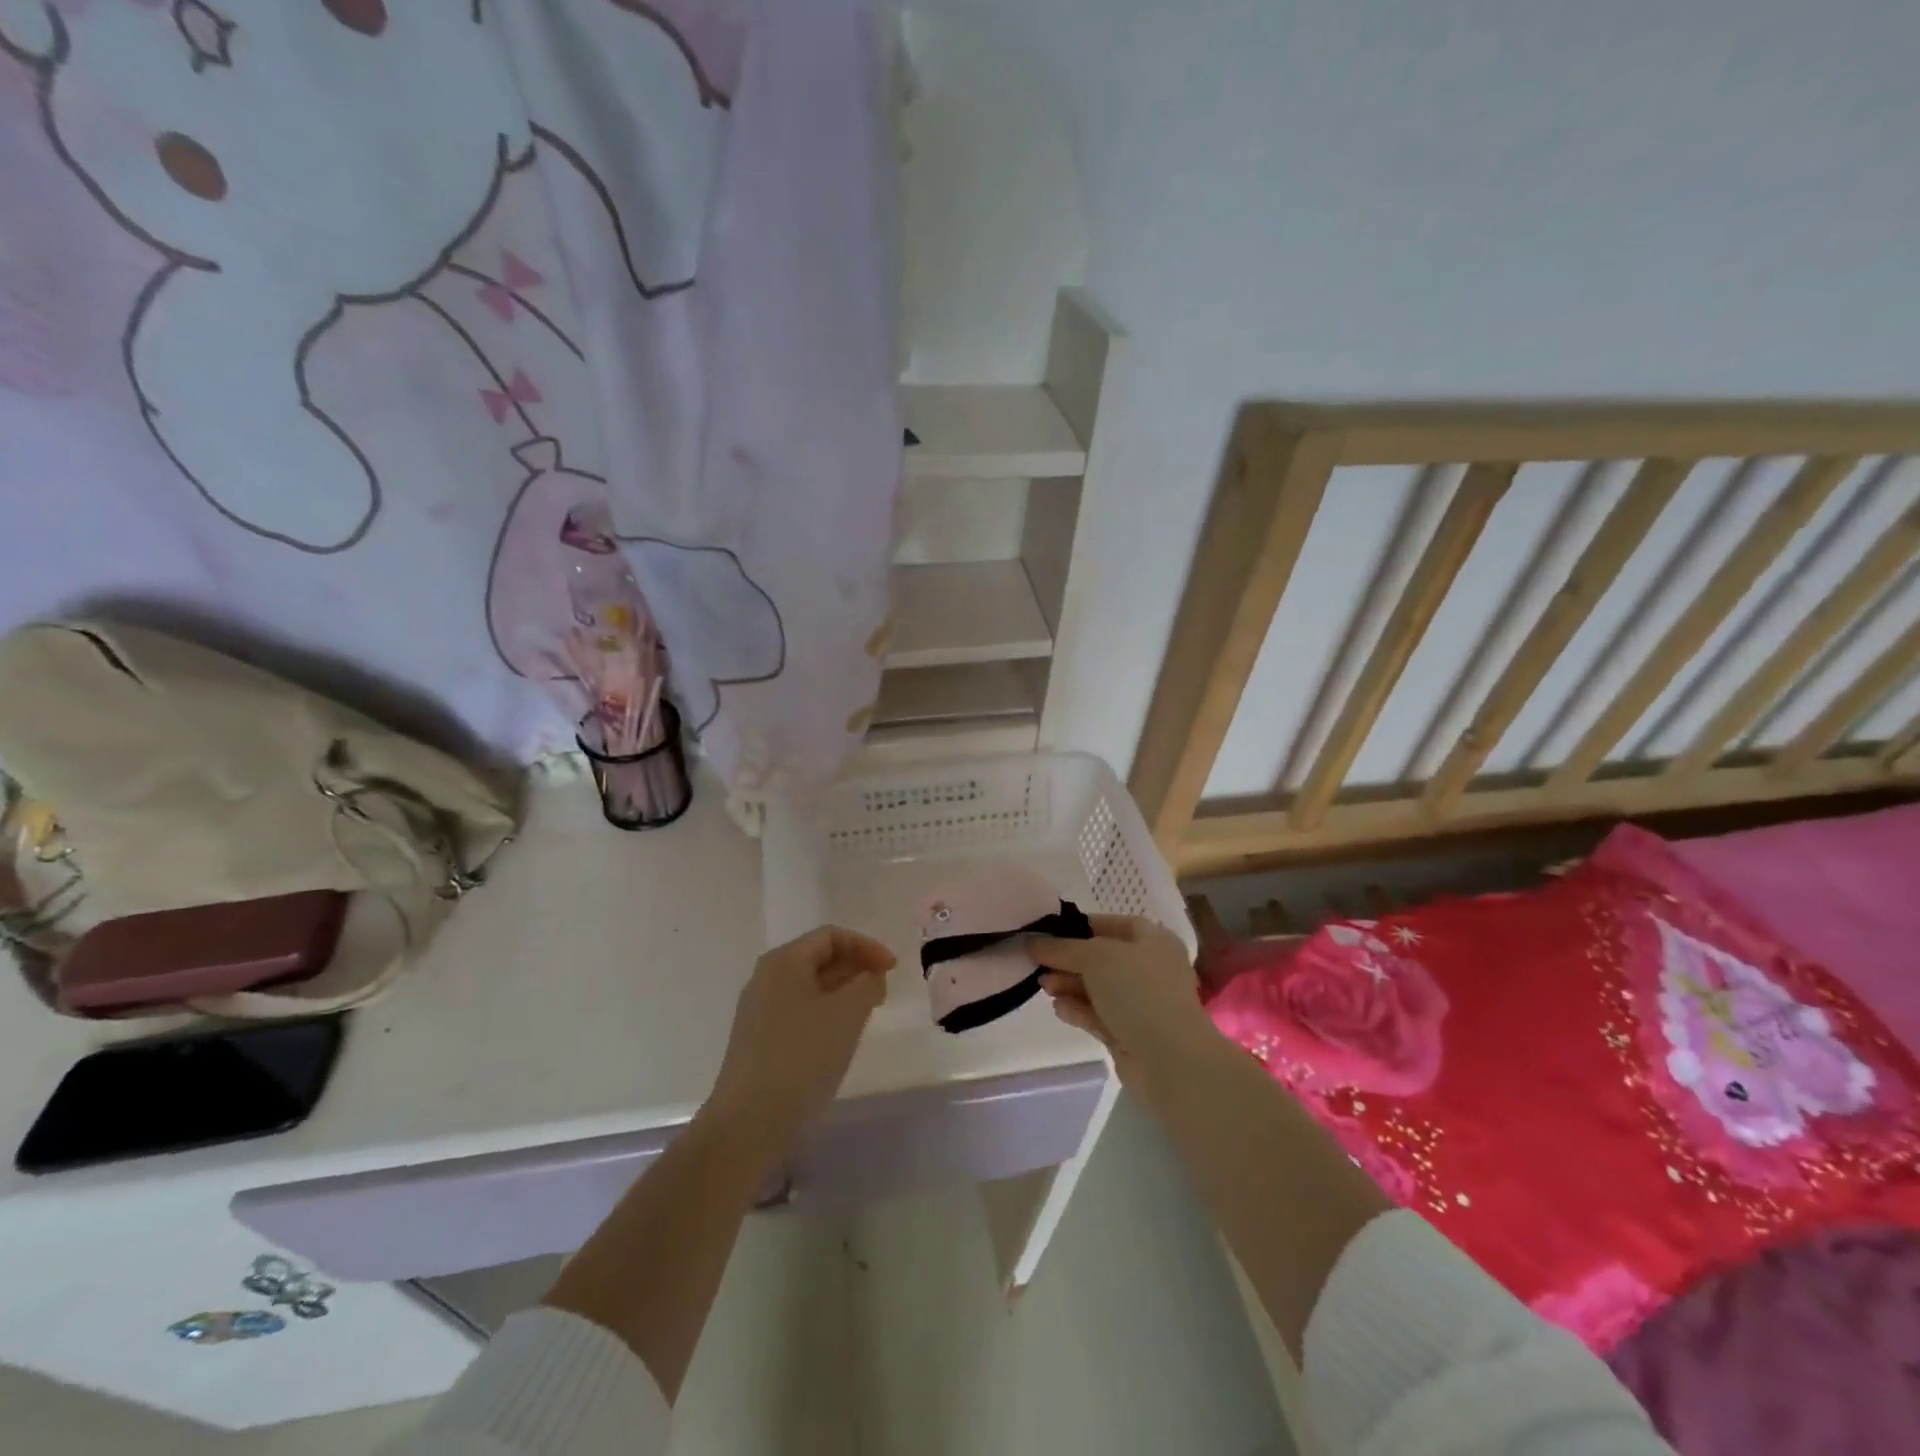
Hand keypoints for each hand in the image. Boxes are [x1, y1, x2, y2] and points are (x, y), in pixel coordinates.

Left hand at [706, 925, 895, 1154]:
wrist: (750, 1123)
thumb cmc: (802, 1056)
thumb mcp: (847, 1013)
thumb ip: (867, 984)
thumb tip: (870, 976)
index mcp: (784, 961)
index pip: (830, 936)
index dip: (866, 946)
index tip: (894, 969)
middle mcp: (766, 979)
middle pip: (818, 958)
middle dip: (855, 967)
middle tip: (884, 989)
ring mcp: (759, 1012)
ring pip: (810, 987)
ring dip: (843, 992)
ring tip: (869, 1011)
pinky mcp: (759, 1042)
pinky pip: (800, 1012)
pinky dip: (827, 1013)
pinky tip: (841, 1036)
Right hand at [1032, 914, 1221, 1094]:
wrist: (1169, 1058)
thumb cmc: (1138, 991)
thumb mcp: (1096, 957)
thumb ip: (1062, 948)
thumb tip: (1032, 941)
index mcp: (1153, 941)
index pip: (1111, 924)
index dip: (1079, 926)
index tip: (1047, 931)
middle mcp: (1149, 969)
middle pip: (1100, 958)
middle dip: (1069, 960)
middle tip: (1038, 963)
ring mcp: (1140, 1004)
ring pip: (1097, 988)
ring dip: (1069, 985)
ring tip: (1044, 986)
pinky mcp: (1129, 1033)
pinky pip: (1098, 1015)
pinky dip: (1078, 1010)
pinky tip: (1059, 1009)